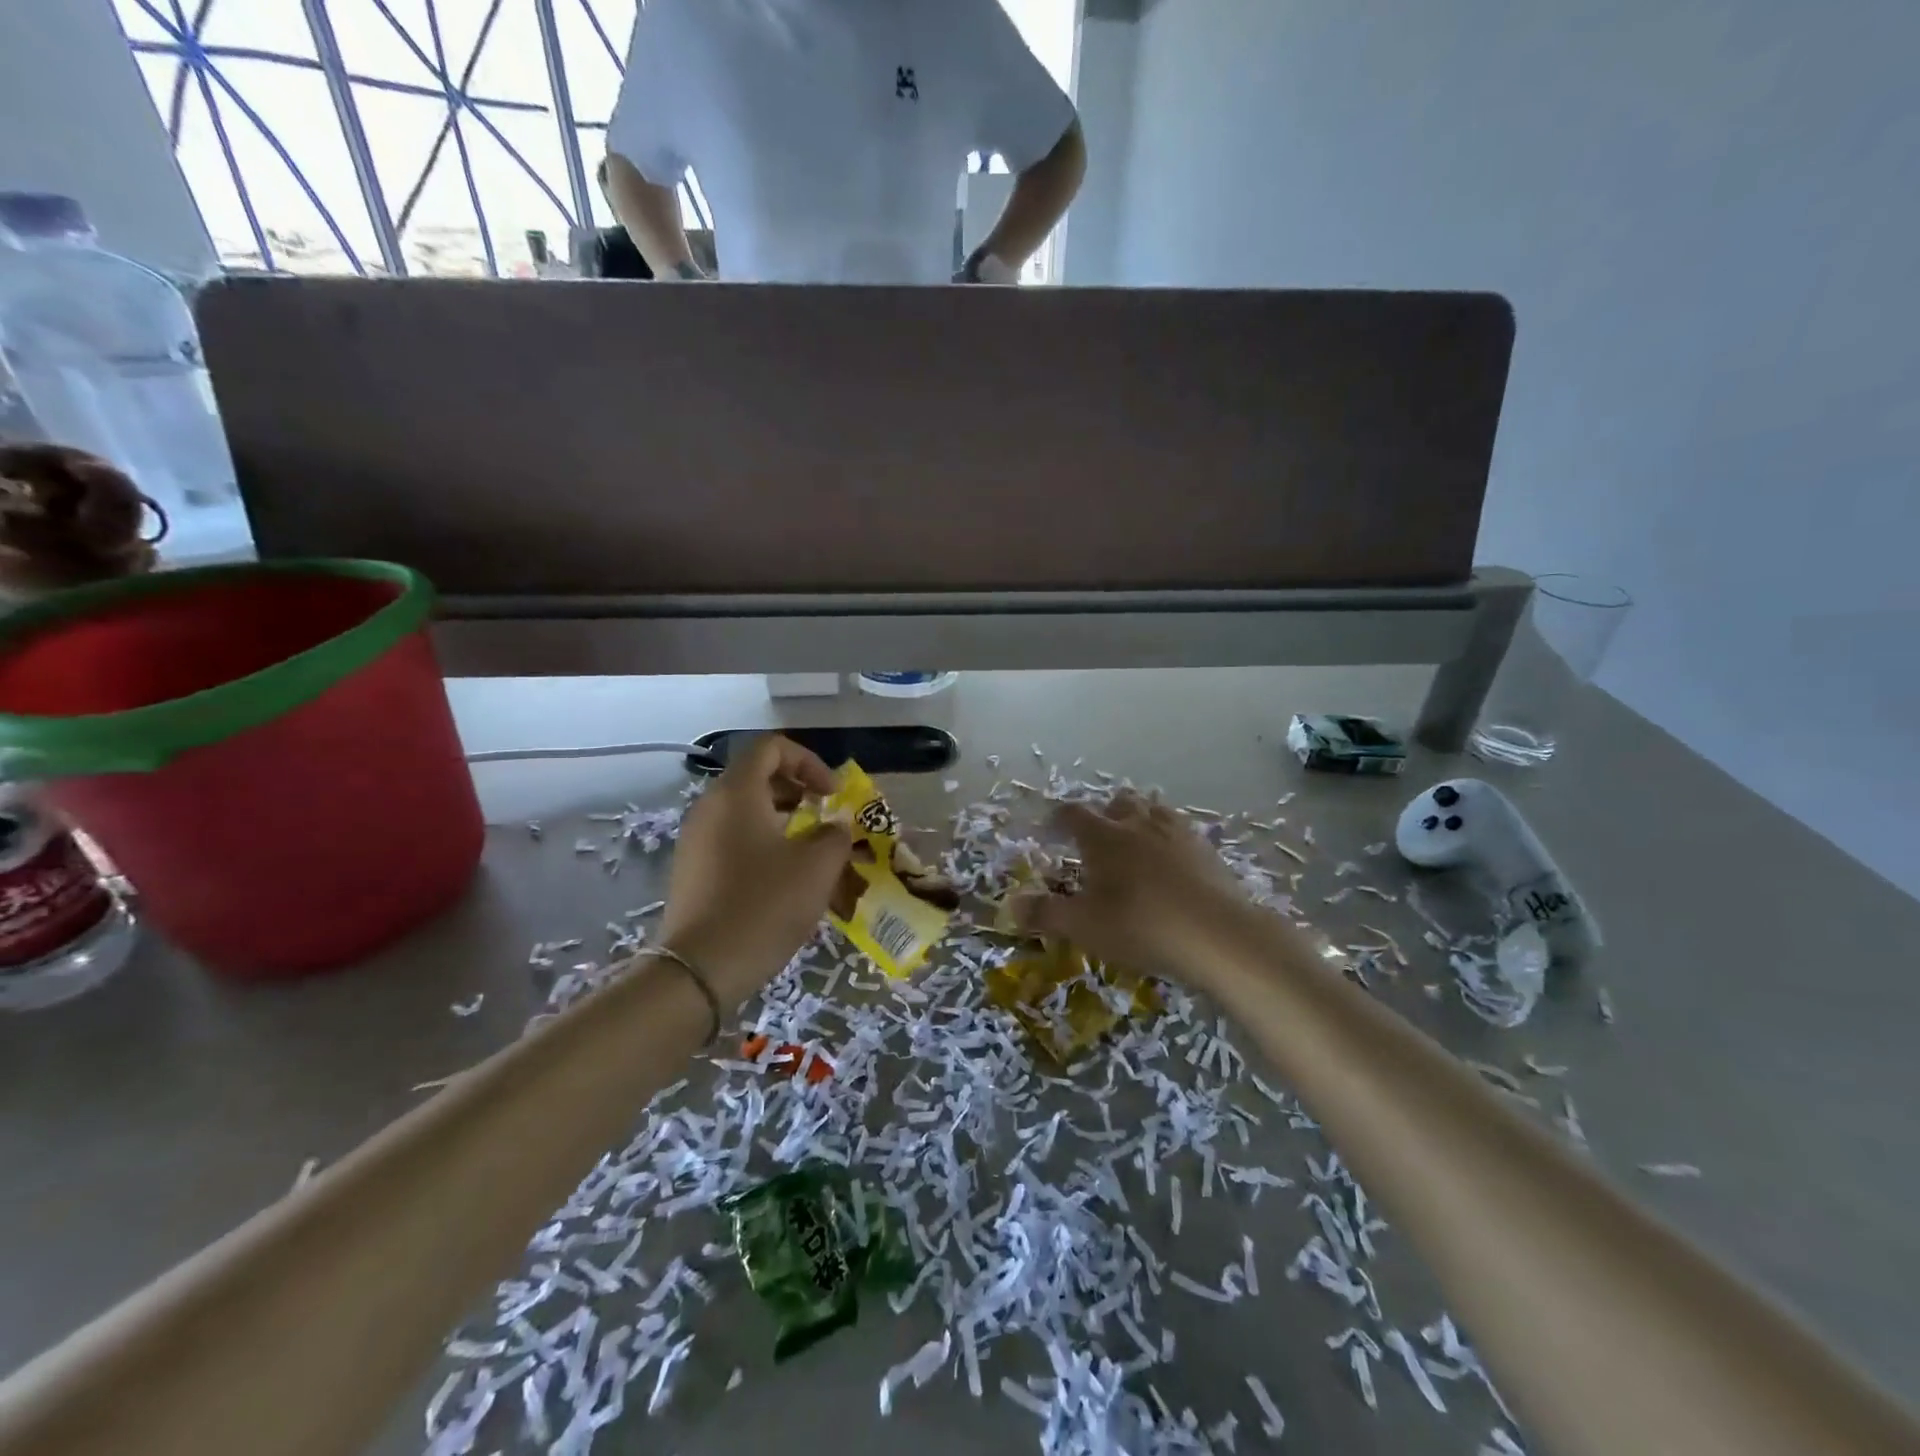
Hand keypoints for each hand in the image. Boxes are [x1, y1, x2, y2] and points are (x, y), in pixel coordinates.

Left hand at [659, 735, 851, 1004]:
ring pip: (744, 810)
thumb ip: (834, 835)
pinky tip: (783, 877)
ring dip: (782, 818)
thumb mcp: (817, 867)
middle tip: (823, 815)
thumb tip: (834, 826)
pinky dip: (762, 842)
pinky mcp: (692, 869)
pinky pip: (732, 838)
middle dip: (797, 789)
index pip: (771, 748)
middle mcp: (710, 807)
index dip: (808, 761)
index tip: (832, 794)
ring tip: (810, 848)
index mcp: (737, 793)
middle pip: (756, 776)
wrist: (701, 969)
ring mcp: (696, 839)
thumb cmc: (764, 905)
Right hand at [1018, 792, 1249, 979]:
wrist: (1217, 934)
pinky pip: (1180, 830)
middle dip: (1104, 814)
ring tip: (1134, 842)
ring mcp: (1176, 832)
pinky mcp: (1205, 848)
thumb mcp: (1084, 926)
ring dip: (1139, 819)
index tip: (1051, 828)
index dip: (1059, 818)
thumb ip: (1045, 913)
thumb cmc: (1140, 926)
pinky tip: (1171, 862)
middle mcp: (1138, 823)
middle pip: (1117, 802)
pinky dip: (1168, 838)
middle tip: (1097, 838)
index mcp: (1103, 836)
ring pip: (1153, 810)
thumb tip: (1011, 905)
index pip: (1073, 813)